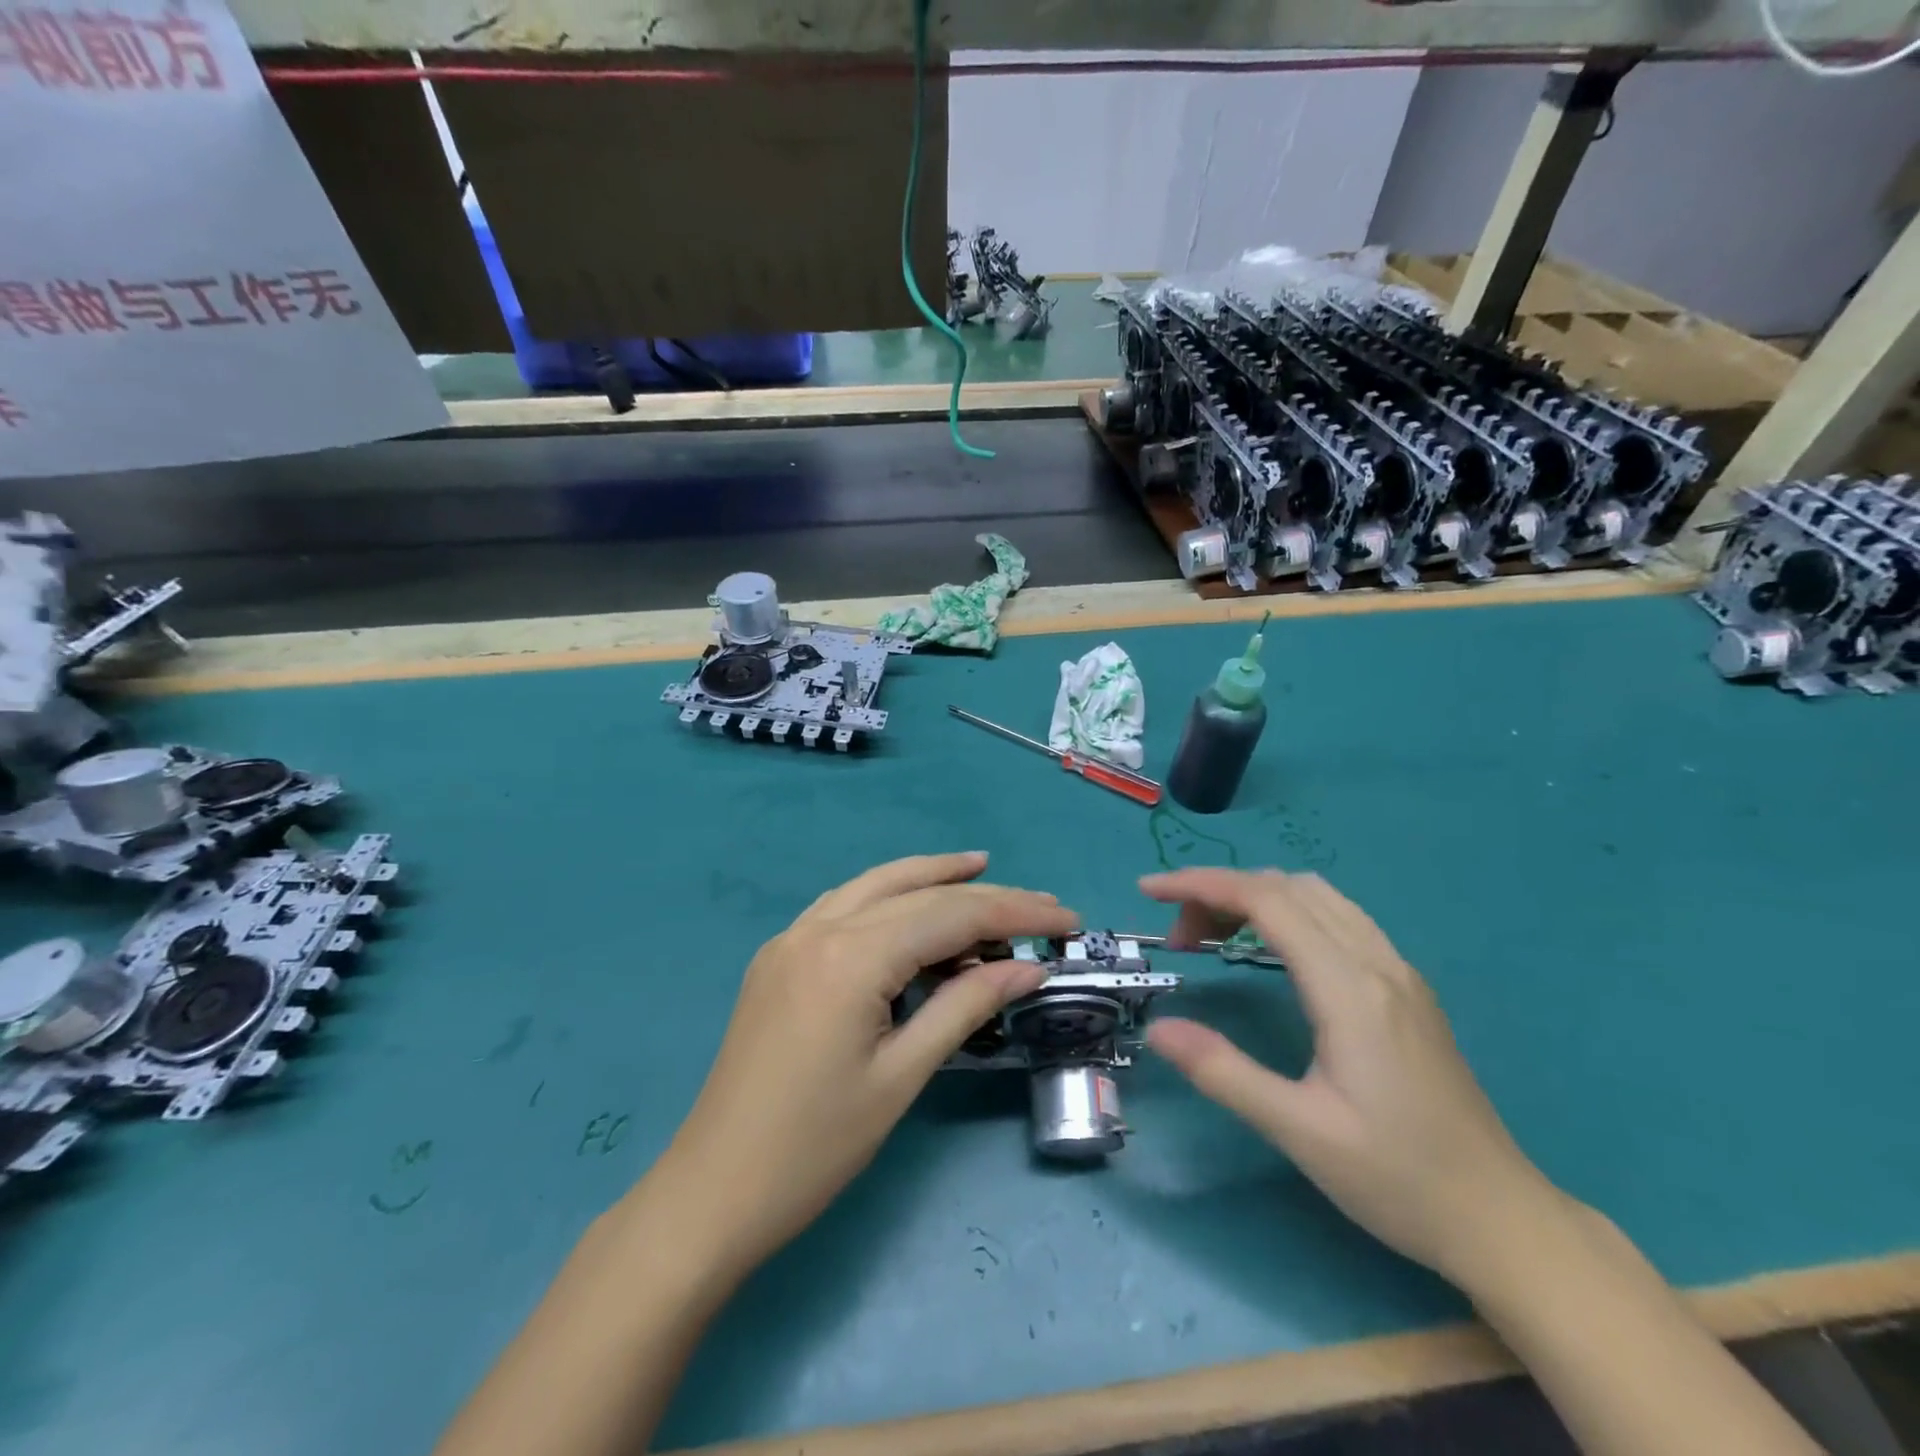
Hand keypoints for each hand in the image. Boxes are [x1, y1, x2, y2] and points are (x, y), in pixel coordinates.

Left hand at [656, 852, 1077, 1273]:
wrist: (713, 1191)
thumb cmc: (815, 1148)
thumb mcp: (902, 1076)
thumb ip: (966, 1007)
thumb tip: (1027, 967)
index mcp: (849, 957)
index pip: (949, 915)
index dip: (1013, 912)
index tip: (1065, 919)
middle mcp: (818, 929)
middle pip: (916, 892)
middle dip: (983, 894)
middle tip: (1040, 905)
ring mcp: (792, 938)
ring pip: (875, 885)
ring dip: (930, 877)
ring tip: (981, 873)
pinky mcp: (780, 957)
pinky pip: (845, 907)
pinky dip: (888, 898)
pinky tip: (913, 907)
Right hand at [1141, 868, 1559, 1283]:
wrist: (1503, 1219)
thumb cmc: (1398, 1179)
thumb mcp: (1299, 1132)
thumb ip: (1223, 1072)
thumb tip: (1157, 1029)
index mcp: (1349, 988)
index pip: (1265, 900)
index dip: (1200, 884)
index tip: (1148, 890)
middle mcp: (1376, 962)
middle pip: (1286, 887)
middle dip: (1220, 893)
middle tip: (1179, 937)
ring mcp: (1397, 971)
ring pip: (1316, 895)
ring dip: (1255, 898)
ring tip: (1214, 938)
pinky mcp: (1406, 988)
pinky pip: (1338, 917)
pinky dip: (1288, 912)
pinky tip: (1269, 951)